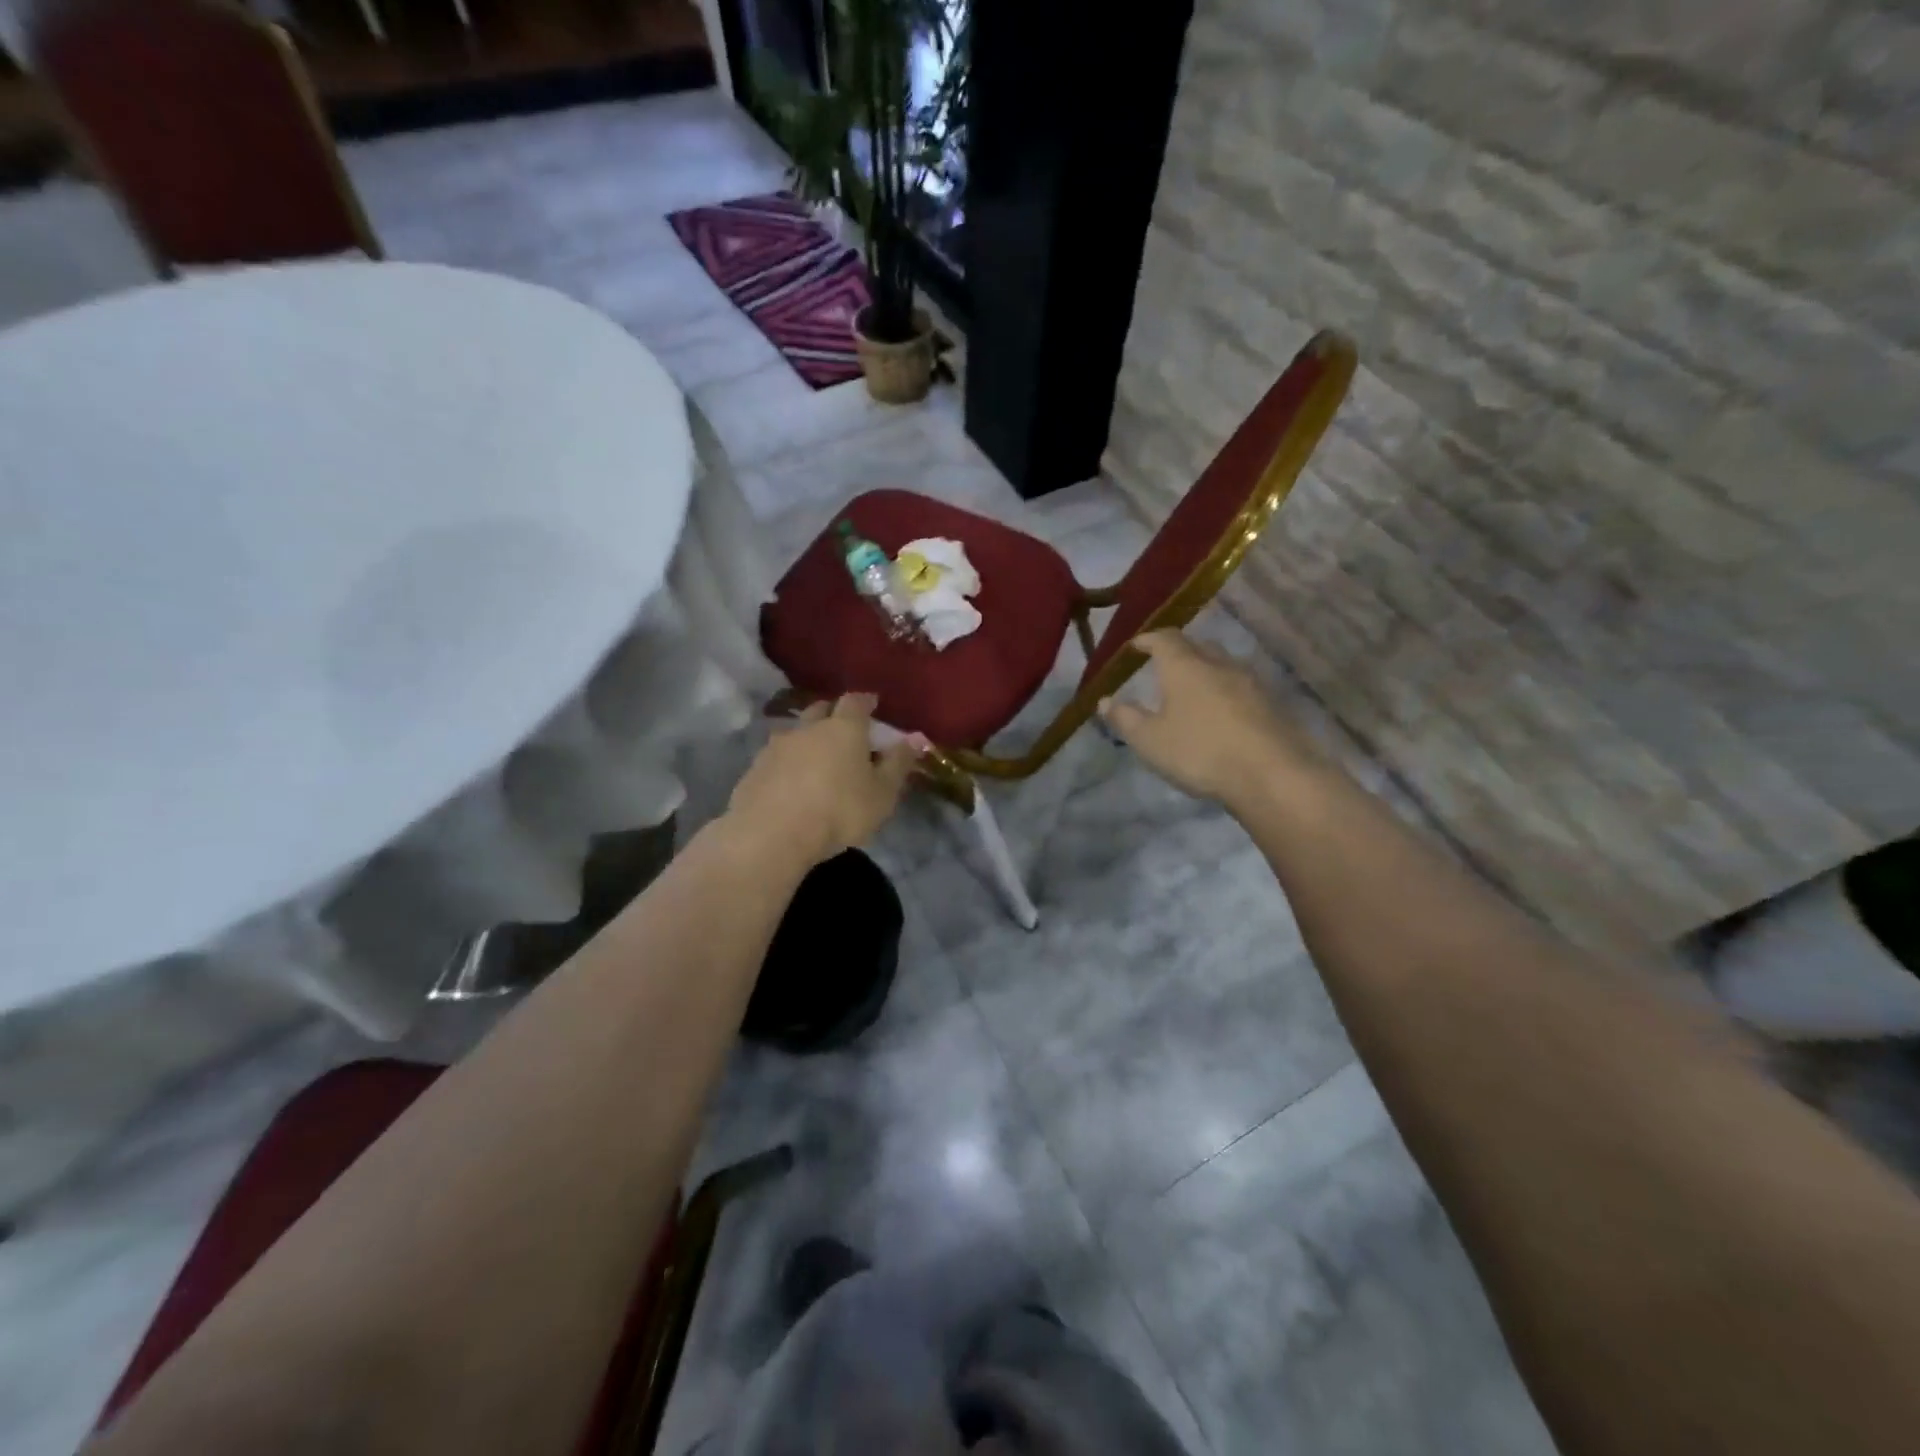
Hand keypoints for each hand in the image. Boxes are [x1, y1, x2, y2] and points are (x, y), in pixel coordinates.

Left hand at [726, 694, 918, 864]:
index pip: (856, 701)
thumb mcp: (882, 793)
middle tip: (845, 729)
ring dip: (808, 739)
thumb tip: (917, 737)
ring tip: (817, 757)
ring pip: (796, 732)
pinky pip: (777, 757)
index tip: (872, 704)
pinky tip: (792, 781)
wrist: (771, 835)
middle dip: (834, 714)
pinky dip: (788, 762)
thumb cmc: (839, 811)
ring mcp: (777, 746)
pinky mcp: (755, 768)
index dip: (865, 701)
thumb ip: (898, 763)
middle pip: (822, 709)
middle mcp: (808, 728)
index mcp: (844, 728)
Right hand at [1099, 630, 1309, 804]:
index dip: (1148, 639)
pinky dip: (1226, 692)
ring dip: (1206, 671)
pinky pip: (1241, 687)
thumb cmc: (1200, 752)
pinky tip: (1221, 713)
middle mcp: (1219, 664)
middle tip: (1164, 665)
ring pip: (1223, 665)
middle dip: (1179, 651)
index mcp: (1185, 666)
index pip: (1165, 638)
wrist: (1272, 774)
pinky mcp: (1272, 703)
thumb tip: (1105, 700)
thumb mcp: (1150, 741)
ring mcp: (1251, 682)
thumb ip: (1125, 718)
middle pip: (1198, 646)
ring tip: (1192, 690)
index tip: (1136, 645)